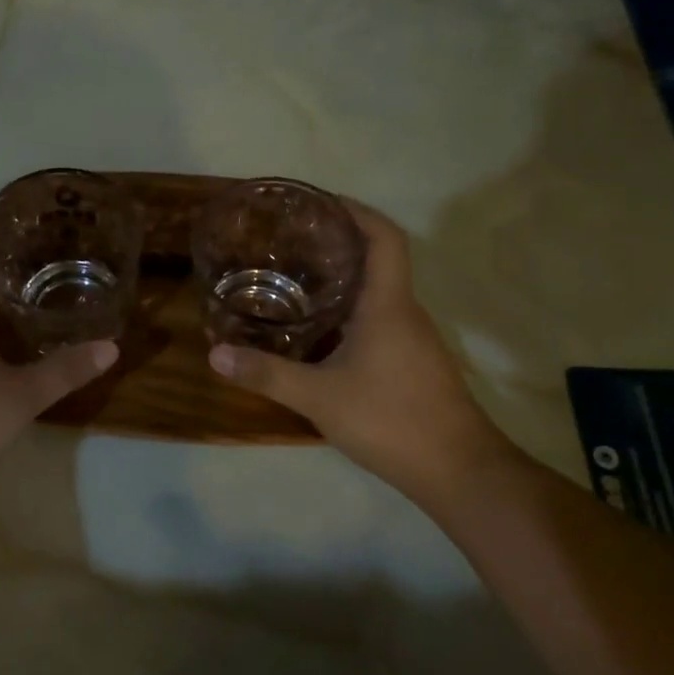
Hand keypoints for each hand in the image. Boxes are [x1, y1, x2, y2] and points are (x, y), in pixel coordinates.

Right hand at [208, 200, 516, 500]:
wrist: (458, 471)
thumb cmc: (392, 420)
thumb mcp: (319, 397)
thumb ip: (267, 374)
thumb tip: (215, 353)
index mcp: (387, 304)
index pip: (384, 238)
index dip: (357, 212)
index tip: (322, 203)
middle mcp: (404, 312)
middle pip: (376, 261)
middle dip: (337, 245)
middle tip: (290, 244)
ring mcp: (412, 339)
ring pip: (375, 295)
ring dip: (341, 282)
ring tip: (293, 282)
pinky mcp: (412, 363)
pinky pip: (377, 321)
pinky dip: (347, 315)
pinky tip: (316, 335)